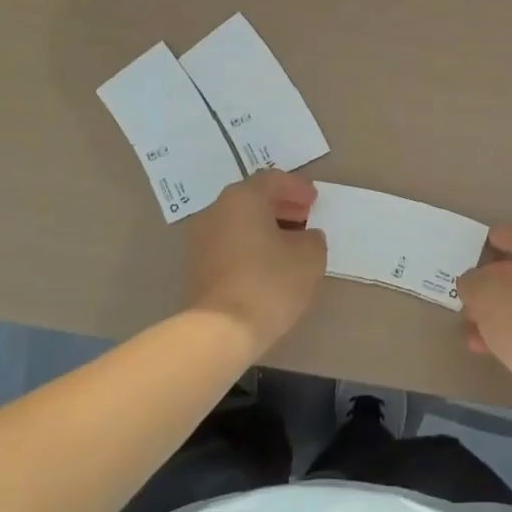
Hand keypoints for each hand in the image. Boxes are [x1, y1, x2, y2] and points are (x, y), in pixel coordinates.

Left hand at [185, 171, 326, 352]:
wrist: (220, 331)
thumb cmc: (269, 283)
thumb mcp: (309, 257)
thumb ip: (312, 238)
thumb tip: (305, 237)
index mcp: (243, 198)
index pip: (272, 180)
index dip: (297, 187)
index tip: (315, 200)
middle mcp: (217, 210)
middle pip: (252, 198)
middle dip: (281, 205)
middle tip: (304, 216)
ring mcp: (201, 239)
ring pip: (239, 221)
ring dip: (265, 226)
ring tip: (290, 242)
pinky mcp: (196, 266)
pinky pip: (229, 242)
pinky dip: (250, 244)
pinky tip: (269, 262)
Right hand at [455, 225, 511, 397]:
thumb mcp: (488, 295)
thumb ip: (473, 282)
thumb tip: (471, 281)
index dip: (500, 236)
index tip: (481, 241)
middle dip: (492, 279)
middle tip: (468, 287)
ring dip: (495, 310)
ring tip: (468, 321)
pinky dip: (507, 333)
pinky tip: (482, 346)